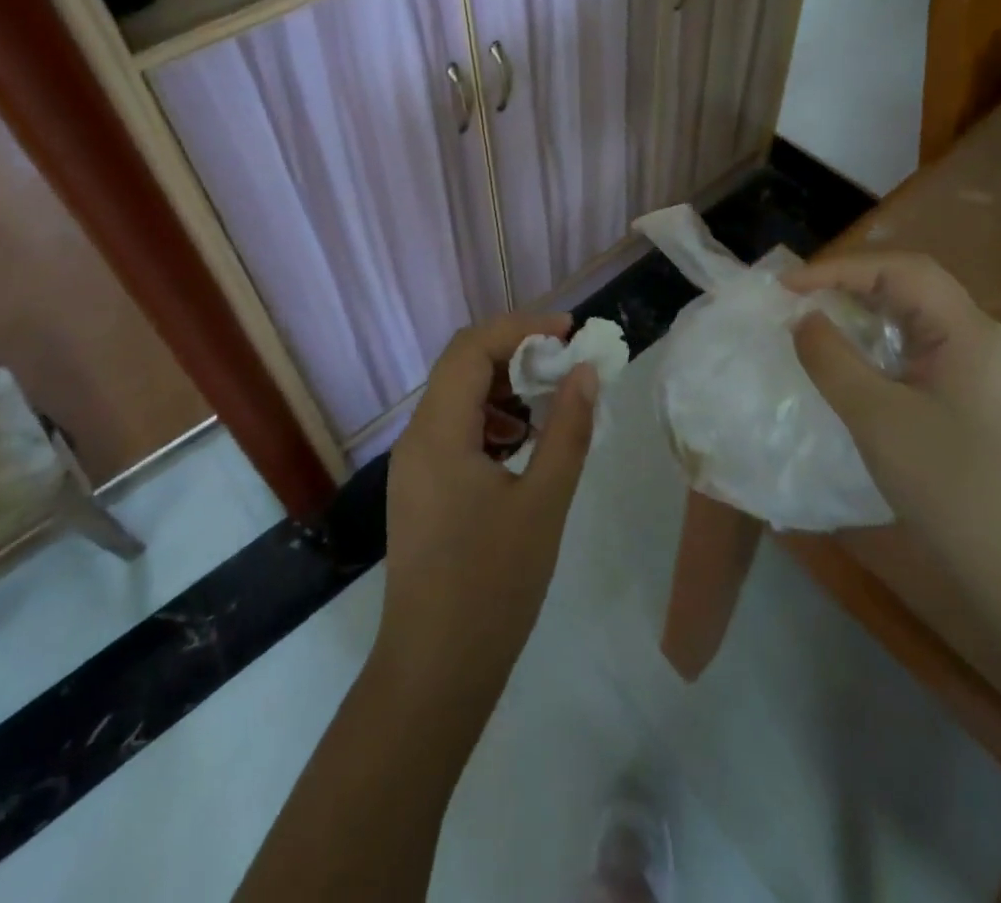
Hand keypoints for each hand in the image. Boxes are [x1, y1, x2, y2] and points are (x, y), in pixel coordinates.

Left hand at [375, 313, 597, 702]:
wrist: (434, 673)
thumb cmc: (492, 586)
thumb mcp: (544, 503)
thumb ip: (567, 430)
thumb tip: (585, 372)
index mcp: (438, 432)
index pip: (472, 347)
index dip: (521, 327)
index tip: (569, 332)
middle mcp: (417, 437)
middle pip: (461, 366)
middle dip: (515, 352)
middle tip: (566, 362)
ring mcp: (415, 465)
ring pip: (457, 397)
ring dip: (504, 386)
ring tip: (551, 402)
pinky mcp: (421, 488)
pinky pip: (455, 430)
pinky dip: (491, 419)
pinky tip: (523, 444)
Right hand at [784, 252, 1000, 579]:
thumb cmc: (946, 484)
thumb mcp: (875, 416)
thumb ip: (831, 358)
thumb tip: (803, 319)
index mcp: (969, 331)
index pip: (901, 270)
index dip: (839, 268)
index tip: (788, 288)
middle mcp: (982, 338)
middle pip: (913, 285)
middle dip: (852, 282)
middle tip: (799, 297)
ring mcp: (984, 369)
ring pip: (917, 316)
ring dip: (866, 310)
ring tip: (818, 318)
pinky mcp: (976, 397)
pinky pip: (922, 347)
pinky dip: (881, 341)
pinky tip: (855, 359)